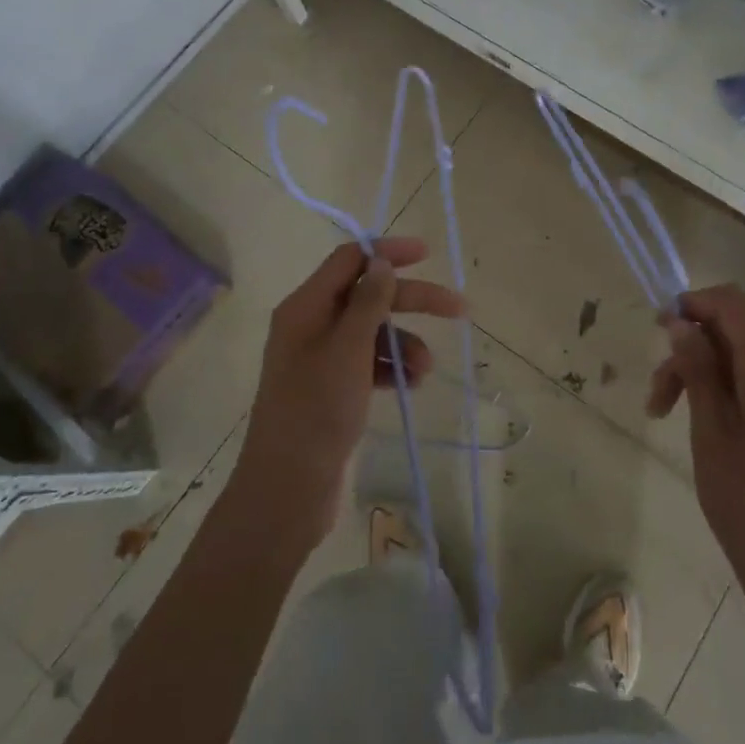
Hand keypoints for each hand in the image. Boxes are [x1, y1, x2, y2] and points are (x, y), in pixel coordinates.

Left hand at [233, 237, 462, 548]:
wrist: (286, 491)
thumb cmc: (316, 411)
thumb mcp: (348, 350)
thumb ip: (368, 302)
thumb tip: (381, 262)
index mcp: (305, 307)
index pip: (349, 260)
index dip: (387, 253)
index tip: (428, 254)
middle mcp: (310, 326)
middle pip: (367, 296)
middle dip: (411, 301)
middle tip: (458, 309)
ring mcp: (319, 359)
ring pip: (372, 332)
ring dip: (404, 343)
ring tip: (424, 371)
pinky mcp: (329, 390)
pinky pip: (367, 363)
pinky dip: (391, 368)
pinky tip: (411, 386)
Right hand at [646, 284, 744, 615]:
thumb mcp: (711, 432)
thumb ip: (697, 369)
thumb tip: (681, 322)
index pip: (733, 305)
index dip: (694, 303)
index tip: (659, 327)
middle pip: (734, 337)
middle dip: (690, 353)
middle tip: (655, 397)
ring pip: (742, 365)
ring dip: (702, 378)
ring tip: (667, 417)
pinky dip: (725, 396)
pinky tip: (704, 428)